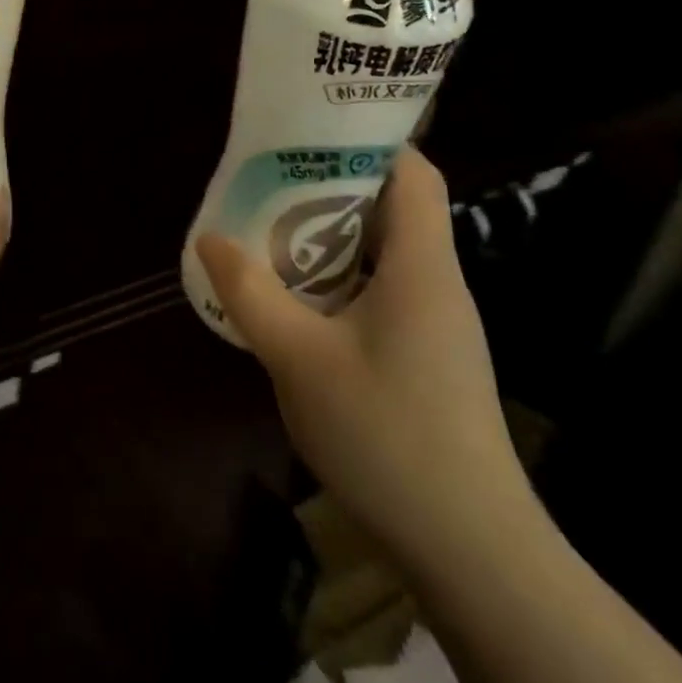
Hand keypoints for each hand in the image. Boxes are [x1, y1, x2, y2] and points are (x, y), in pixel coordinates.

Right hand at [196, 146, 532, 573]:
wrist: (470, 549)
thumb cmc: (388, 436)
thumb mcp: (299, 358)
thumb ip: (251, 293)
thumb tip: (211, 237)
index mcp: (422, 266)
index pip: (413, 172)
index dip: (367, 140)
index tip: (307, 133)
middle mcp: (435, 282)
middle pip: (391, 206)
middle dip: (328, 185)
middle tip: (265, 181)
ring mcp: (434, 322)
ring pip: (380, 251)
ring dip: (326, 236)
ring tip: (266, 231)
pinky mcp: (424, 355)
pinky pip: (377, 291)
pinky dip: (335, 279)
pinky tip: (292, 301)